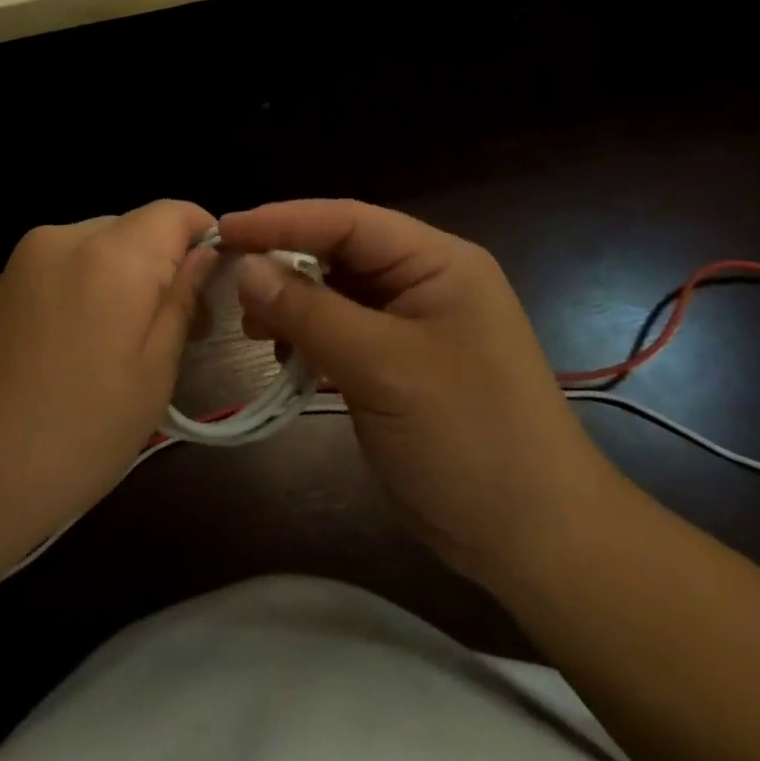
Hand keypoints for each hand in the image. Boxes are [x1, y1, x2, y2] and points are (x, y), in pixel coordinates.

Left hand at [0, 200, 216, 572]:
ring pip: (100, 246)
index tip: (214, 290)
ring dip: (124, 279)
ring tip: (123, 348)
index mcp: (110, 255)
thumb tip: (204, 254)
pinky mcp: (0, 281)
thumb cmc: (70, 437)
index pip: (175, 211)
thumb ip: (181, 302)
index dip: (205, 240)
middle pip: (136, 227)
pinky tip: (78, 349)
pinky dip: (86, 289)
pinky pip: (63, 265)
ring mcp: (24, 257)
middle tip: (177, 332)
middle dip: (164, 265)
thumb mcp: (150, 377)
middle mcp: (65, 237)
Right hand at [219, 199, 621, 584]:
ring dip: (291, 306)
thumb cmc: (468, 437)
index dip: (282, 220)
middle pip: (338, 253)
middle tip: (230, 285)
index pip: (347, 220)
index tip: (224, 230)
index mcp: (436, 262)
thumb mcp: (383, 367)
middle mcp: (423, 282)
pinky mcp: (396, 365)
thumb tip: (245, 268)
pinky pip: (339, 334)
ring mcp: (410, 325)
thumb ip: (310, 312)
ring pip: (333, 295)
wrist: (535, 541)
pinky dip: (307, 340)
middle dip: (283, 265)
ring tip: (252, 329)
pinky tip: (284, 358)